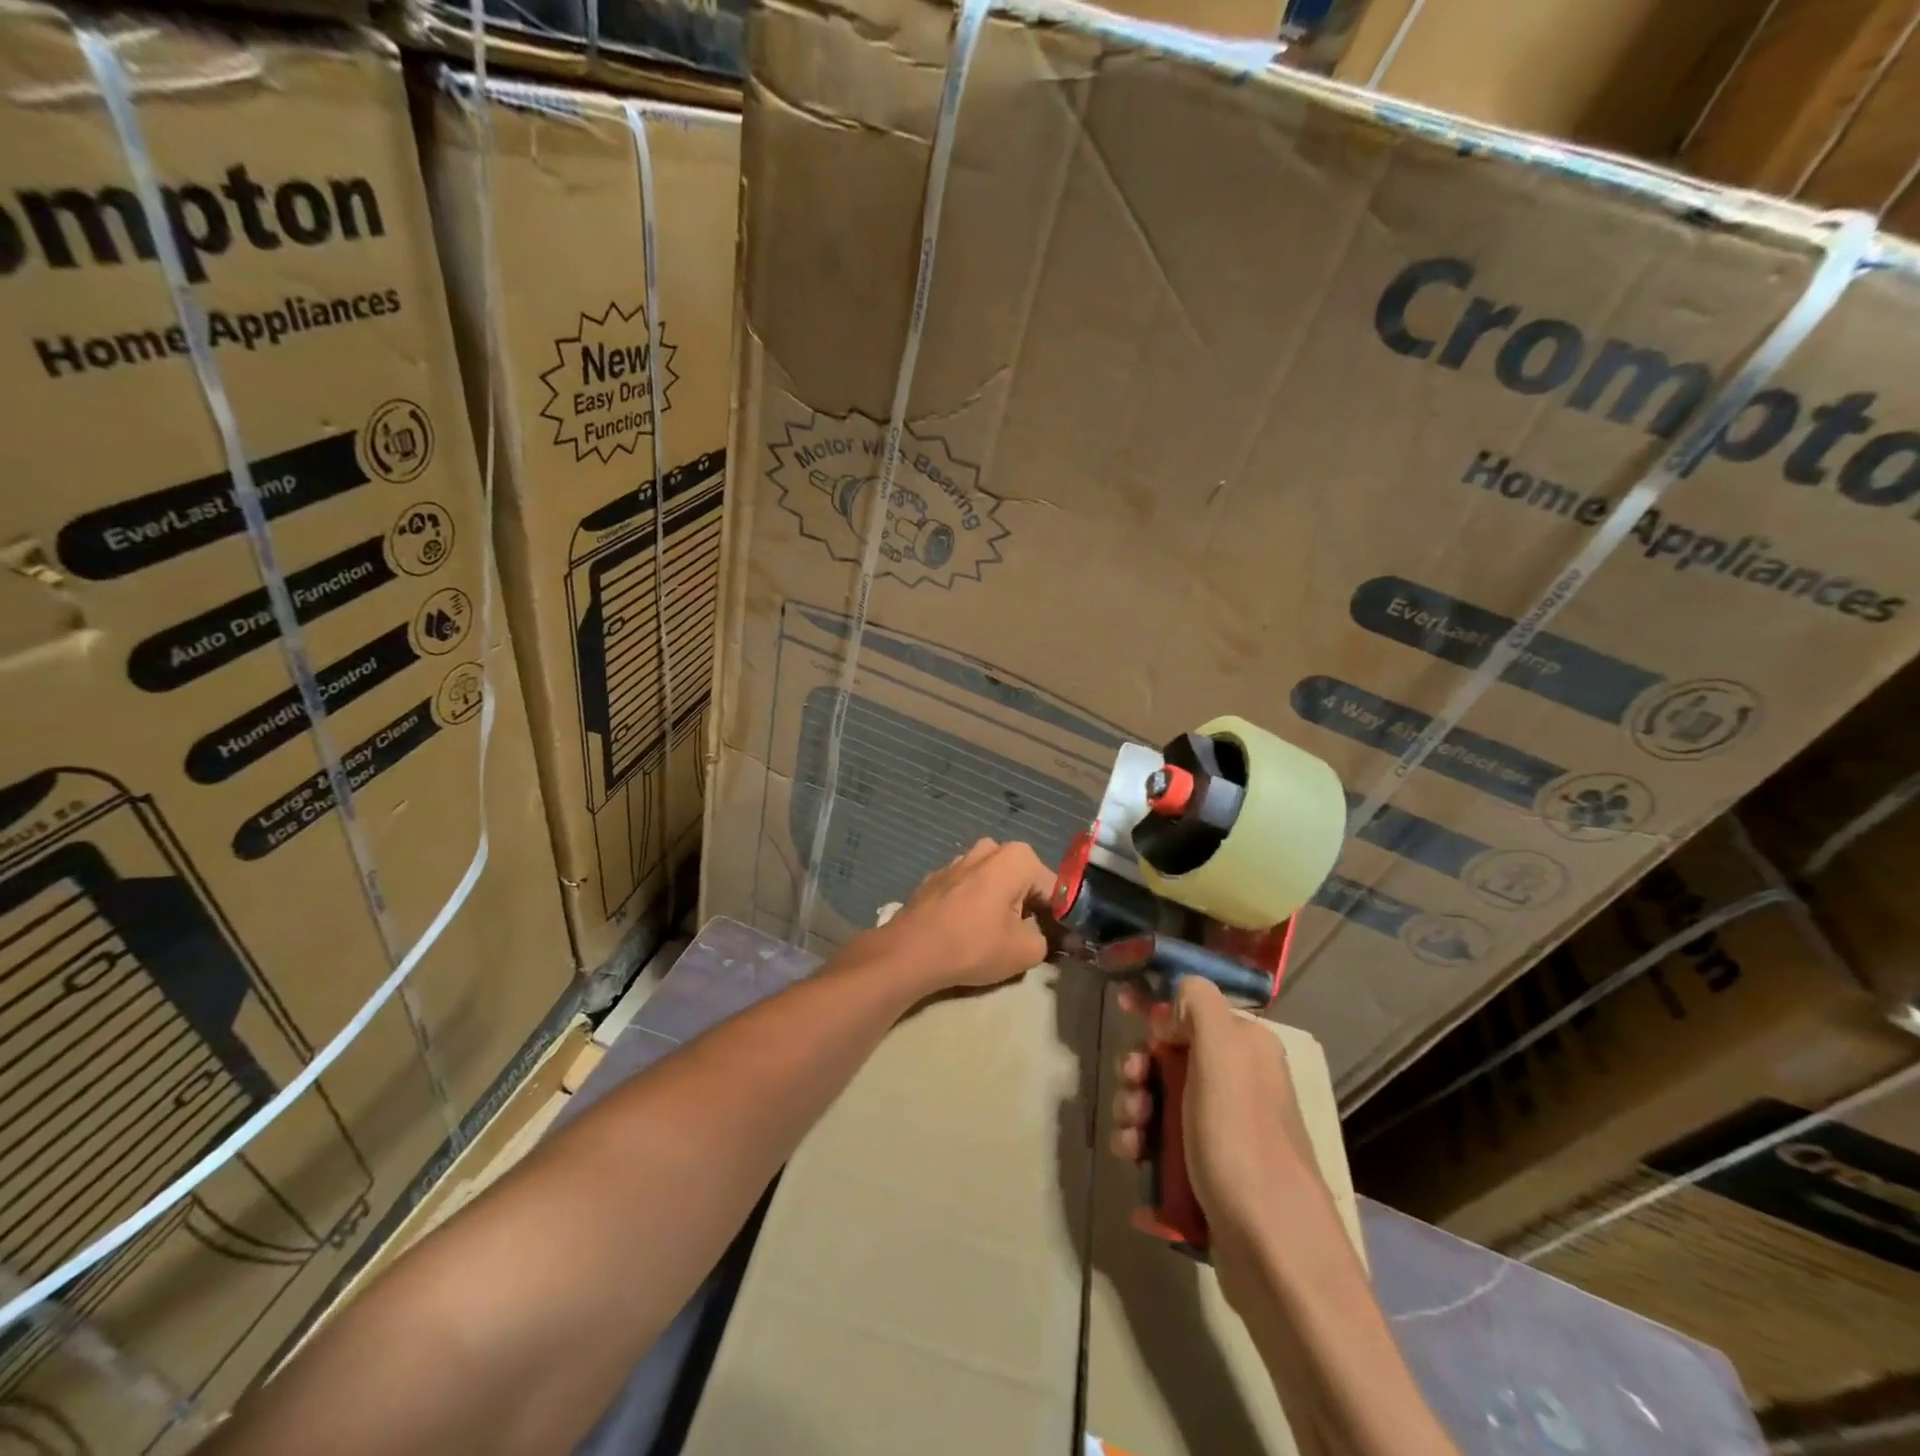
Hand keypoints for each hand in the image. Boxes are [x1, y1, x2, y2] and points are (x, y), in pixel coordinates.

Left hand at [877, 839, 1055, 991]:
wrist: (910, 952)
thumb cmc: (974, 945)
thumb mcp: (1027, 950)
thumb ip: (1047, 938)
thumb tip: (1043, 935)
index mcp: (1017, 857)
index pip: (1052, 888)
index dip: (1058, 916)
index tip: (1056, 941)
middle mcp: (988, 849)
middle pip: (1021, 880)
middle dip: (1027, 905)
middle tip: (1025, 939)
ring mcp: (957, 861)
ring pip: (992, 882)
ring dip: (998, 904)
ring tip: (994, 937)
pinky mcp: (934, 879)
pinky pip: (966, 890)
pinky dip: (972, 906)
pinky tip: (965, 932)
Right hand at [1111, 977, 1324, 1271]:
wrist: (1273, 1253)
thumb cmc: (1241, 1142)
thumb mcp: (1222, 1053)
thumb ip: (1197, 1005)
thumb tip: (1170, 1010)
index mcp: (1245, 1048)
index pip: (1191, 1011)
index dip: (1154, 1013)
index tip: (1122, 1015)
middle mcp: (1238, 1084)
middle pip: (1168, 1058)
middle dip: (1138, 1073)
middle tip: (1133, 1094)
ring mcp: (1224, 1132)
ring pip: (1159, 1104)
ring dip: (1134, 1114)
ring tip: (1131, 1141)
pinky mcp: (1209, 1174)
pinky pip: (1163, 1147)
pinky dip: (1142, 1151)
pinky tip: (1134, 1165)